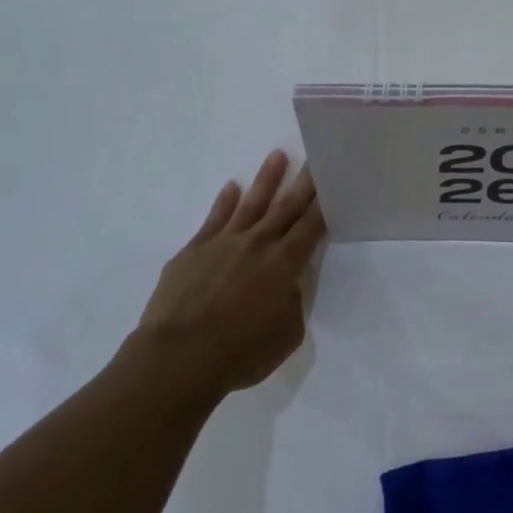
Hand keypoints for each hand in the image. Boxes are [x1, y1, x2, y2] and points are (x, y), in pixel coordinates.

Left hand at [134, 150, 324, 397]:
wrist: (179, 357)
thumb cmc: (240, 353)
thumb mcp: (286, 335)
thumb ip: (291, 304)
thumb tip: (284, 288)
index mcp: (285, 264)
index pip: (312, 226)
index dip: (324, 203)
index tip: (333, 180)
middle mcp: (258, 244)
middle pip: (286, 207)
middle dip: (303, 182)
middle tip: (315, 157)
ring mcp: (223, 243)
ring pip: (251, 204)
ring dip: (266, 180)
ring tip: (278, 155)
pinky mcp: (193, 251)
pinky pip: (214, 219)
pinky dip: (224, 202)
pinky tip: (231, 187)